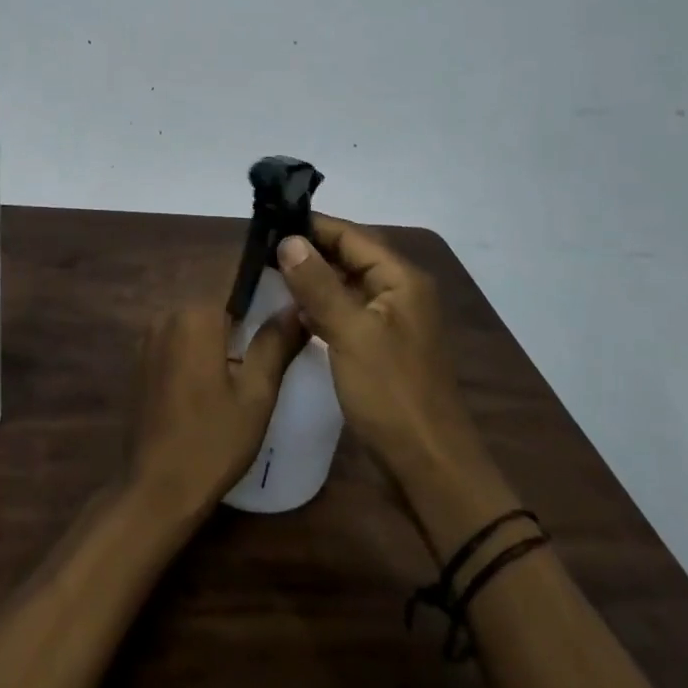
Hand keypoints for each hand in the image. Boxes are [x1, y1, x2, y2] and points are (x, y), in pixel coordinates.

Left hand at [128, 305, 306, 520]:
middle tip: (279, 333)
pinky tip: (219, 373)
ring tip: (254, 354)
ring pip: (197, 320)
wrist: (156, 488)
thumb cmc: (213, 441)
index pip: (236, 279)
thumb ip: (276, 343)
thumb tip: (296, 304)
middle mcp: (167, 315)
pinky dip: (200, 346)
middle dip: (245, 312)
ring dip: (222, 331)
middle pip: (216, 300)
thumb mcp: (256, 394)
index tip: (289, 295)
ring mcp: (149, 337)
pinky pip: (179, 338)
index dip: (265, 284)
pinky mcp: (141, 360)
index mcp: (196, 315)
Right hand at [275, 215, 483, 479]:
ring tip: (267, 272)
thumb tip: (289, 240)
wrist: (428, 466)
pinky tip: (290, 310)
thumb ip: (319, 285)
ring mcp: (389, 321)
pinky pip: (345, 313)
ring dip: (311, 279)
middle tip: (260, 247)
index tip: (268, 222)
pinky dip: (319, 307)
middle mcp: (398, 292)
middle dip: (308, 250)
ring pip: (345, 285)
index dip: (310, 225)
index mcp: (400, 279)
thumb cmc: (392, 394)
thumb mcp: (351, 334)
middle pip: (349, 257)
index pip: (350, 235)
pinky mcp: (378, 347)